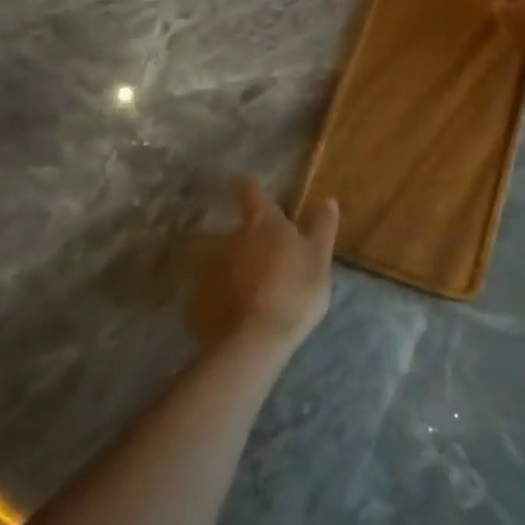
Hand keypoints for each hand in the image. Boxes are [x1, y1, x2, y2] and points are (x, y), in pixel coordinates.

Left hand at [188, 177, 337, 354]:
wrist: (256, 341)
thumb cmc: (295, 291)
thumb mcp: (320, 259)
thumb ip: (322, 228)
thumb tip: (327, 199)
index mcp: (262, 223)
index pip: (250, 192)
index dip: (248, 186)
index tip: (243, 184)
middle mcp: (231, 238)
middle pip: (233, 230)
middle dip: (242, 239)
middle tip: (256, 256)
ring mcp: (210, 269)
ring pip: (218, 262)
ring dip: (227, 269)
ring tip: (240, 288)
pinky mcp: (197, 301)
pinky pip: (208, 294)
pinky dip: (217, 298)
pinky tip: (228, 315)